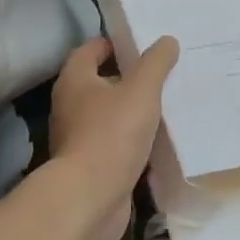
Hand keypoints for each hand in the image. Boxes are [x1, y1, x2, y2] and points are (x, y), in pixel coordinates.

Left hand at [45, 34, 179, 239]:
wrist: (90, 199)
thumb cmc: (111, 134)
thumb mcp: (141, 89)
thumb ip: (155, 63)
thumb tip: (167, 40)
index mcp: (75, 81)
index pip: (90, 50)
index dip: (113, 43)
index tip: (142, 43)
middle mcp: (71, 107)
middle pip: (101, 82)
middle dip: (129, 77)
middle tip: (162, 71)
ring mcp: (79, 139)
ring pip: (110, 115)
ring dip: (133, 110)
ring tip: (167, 102)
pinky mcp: (91, 167)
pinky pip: (116, 144)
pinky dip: (134, 140)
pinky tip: (160, 139)